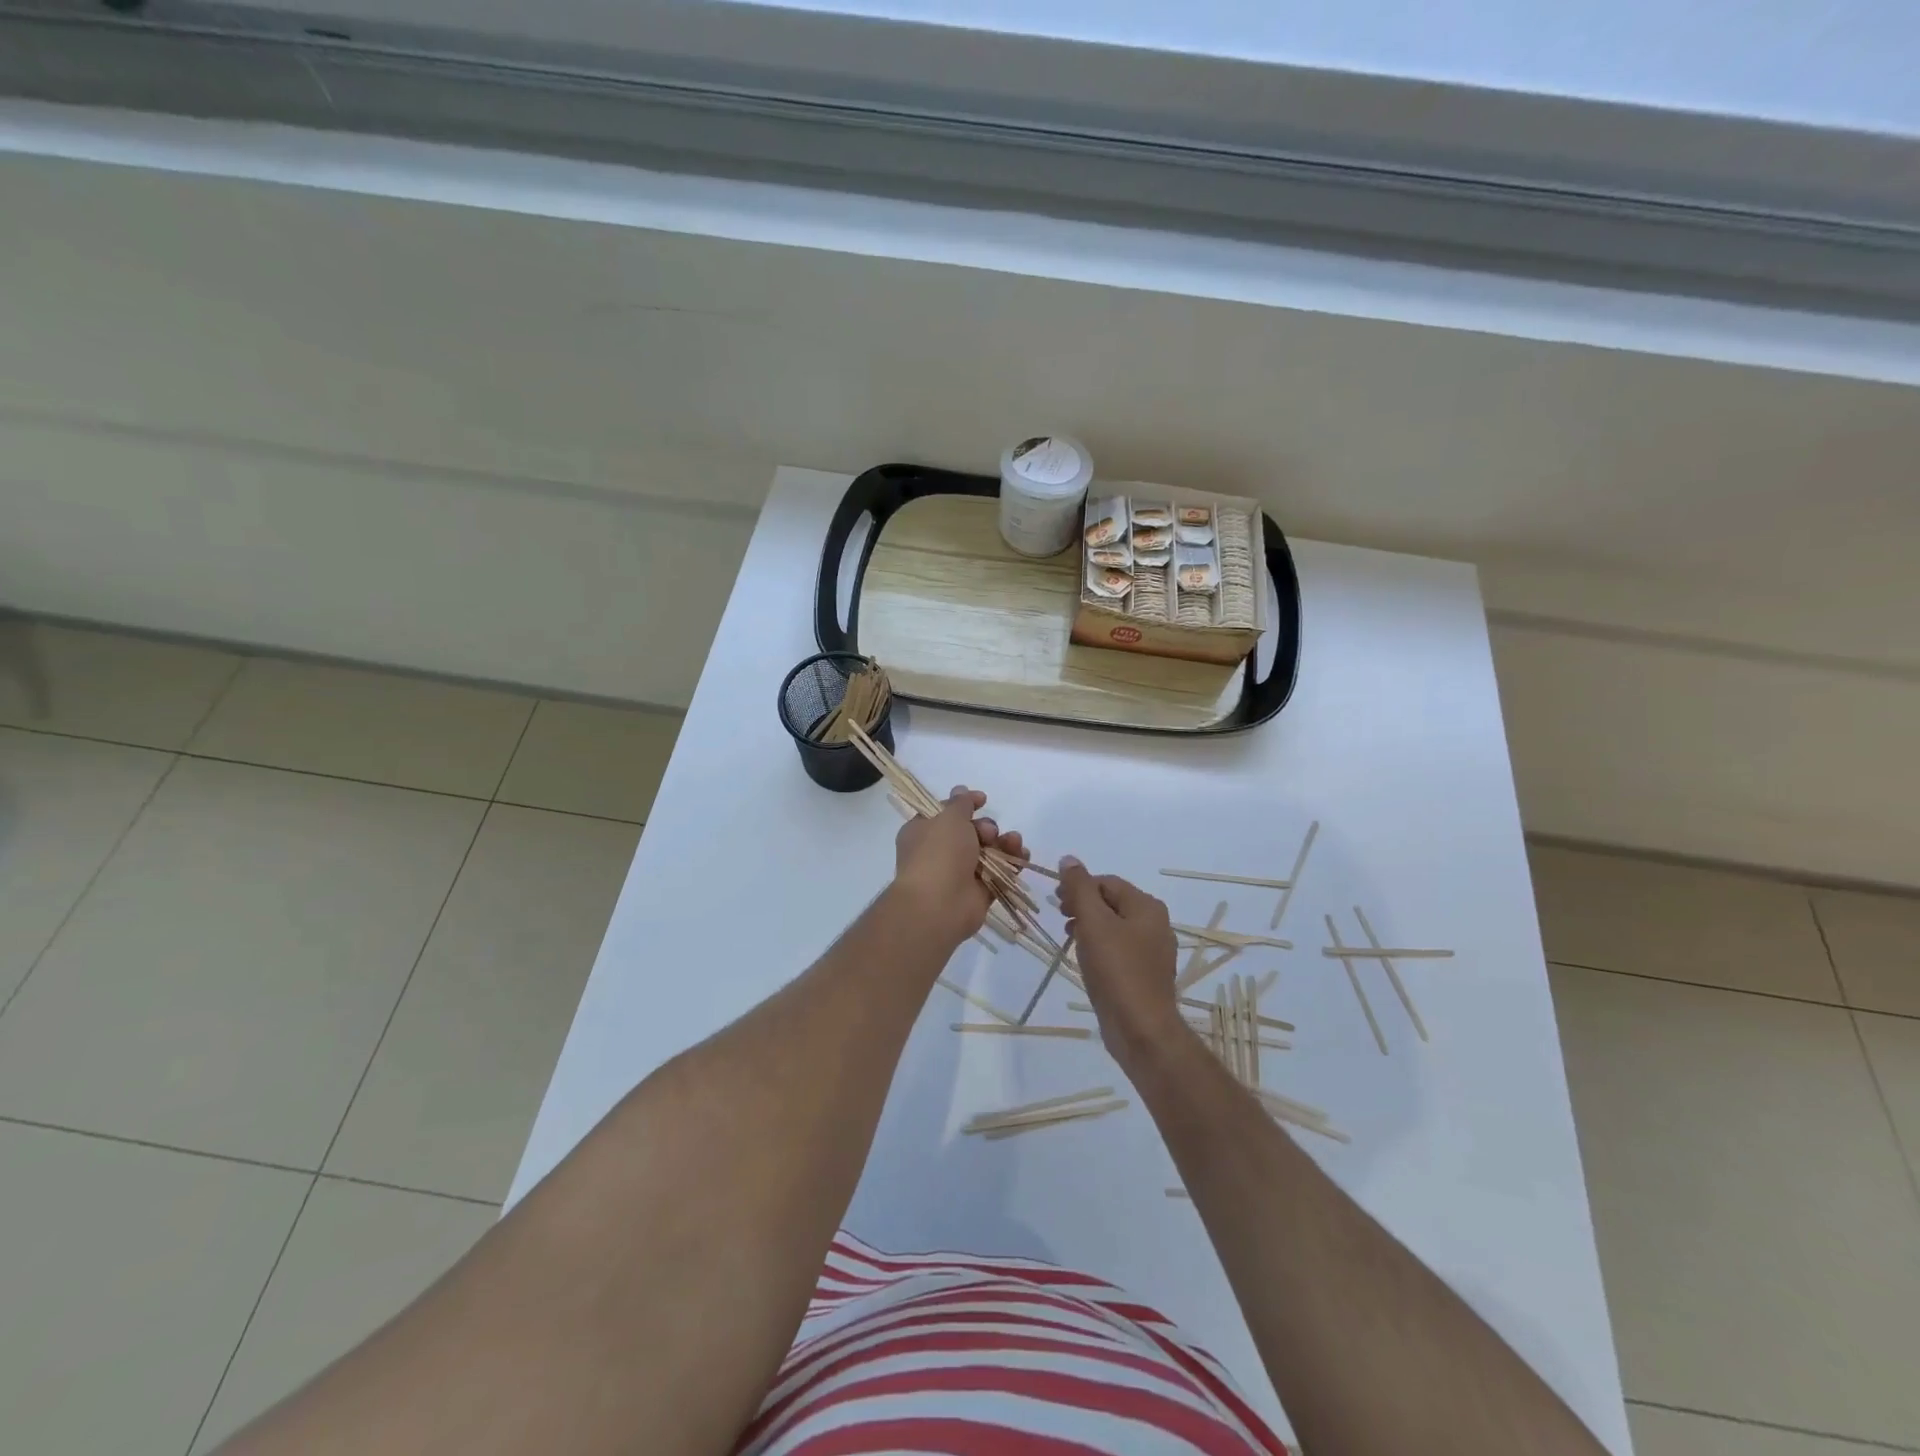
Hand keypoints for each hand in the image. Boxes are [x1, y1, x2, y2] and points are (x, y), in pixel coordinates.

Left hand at [892, 787, 1026, 946]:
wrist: (939, 905)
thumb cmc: (938, 853)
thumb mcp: (949, 817)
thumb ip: (961, 803)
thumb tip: (961, 790)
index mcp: (923, 831)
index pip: (944, 812)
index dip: (964, 804)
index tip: (983, 800)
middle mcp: (940, 851)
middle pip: (971, 831)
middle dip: (986, 827)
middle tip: (988, 833)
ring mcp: (960, 873)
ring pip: (988, 851)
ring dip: (1004, 843)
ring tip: (1013, 842)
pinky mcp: (979, 892)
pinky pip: (999, 873)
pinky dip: (1012, 863)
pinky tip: (1022, 855)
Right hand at [1057, 857, 1182, 1065]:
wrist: (1141, 1029)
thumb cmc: (1116, 969)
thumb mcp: (1093, 922)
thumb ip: (1079, 888)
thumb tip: (1069, 859)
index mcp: (1147, 907)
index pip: (1107, 882)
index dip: (1079, 887)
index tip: (1056, 902)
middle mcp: (1156, 924)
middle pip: (1112, 902)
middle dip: (1083, 905)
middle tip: (1060, 918)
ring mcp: (1152, 951)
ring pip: (1114, 927)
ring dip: (1089, 926)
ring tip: (1069, 938)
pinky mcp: (1145, 974)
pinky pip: (1119, 950)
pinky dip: (1100, 947)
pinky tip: (1086, 960)